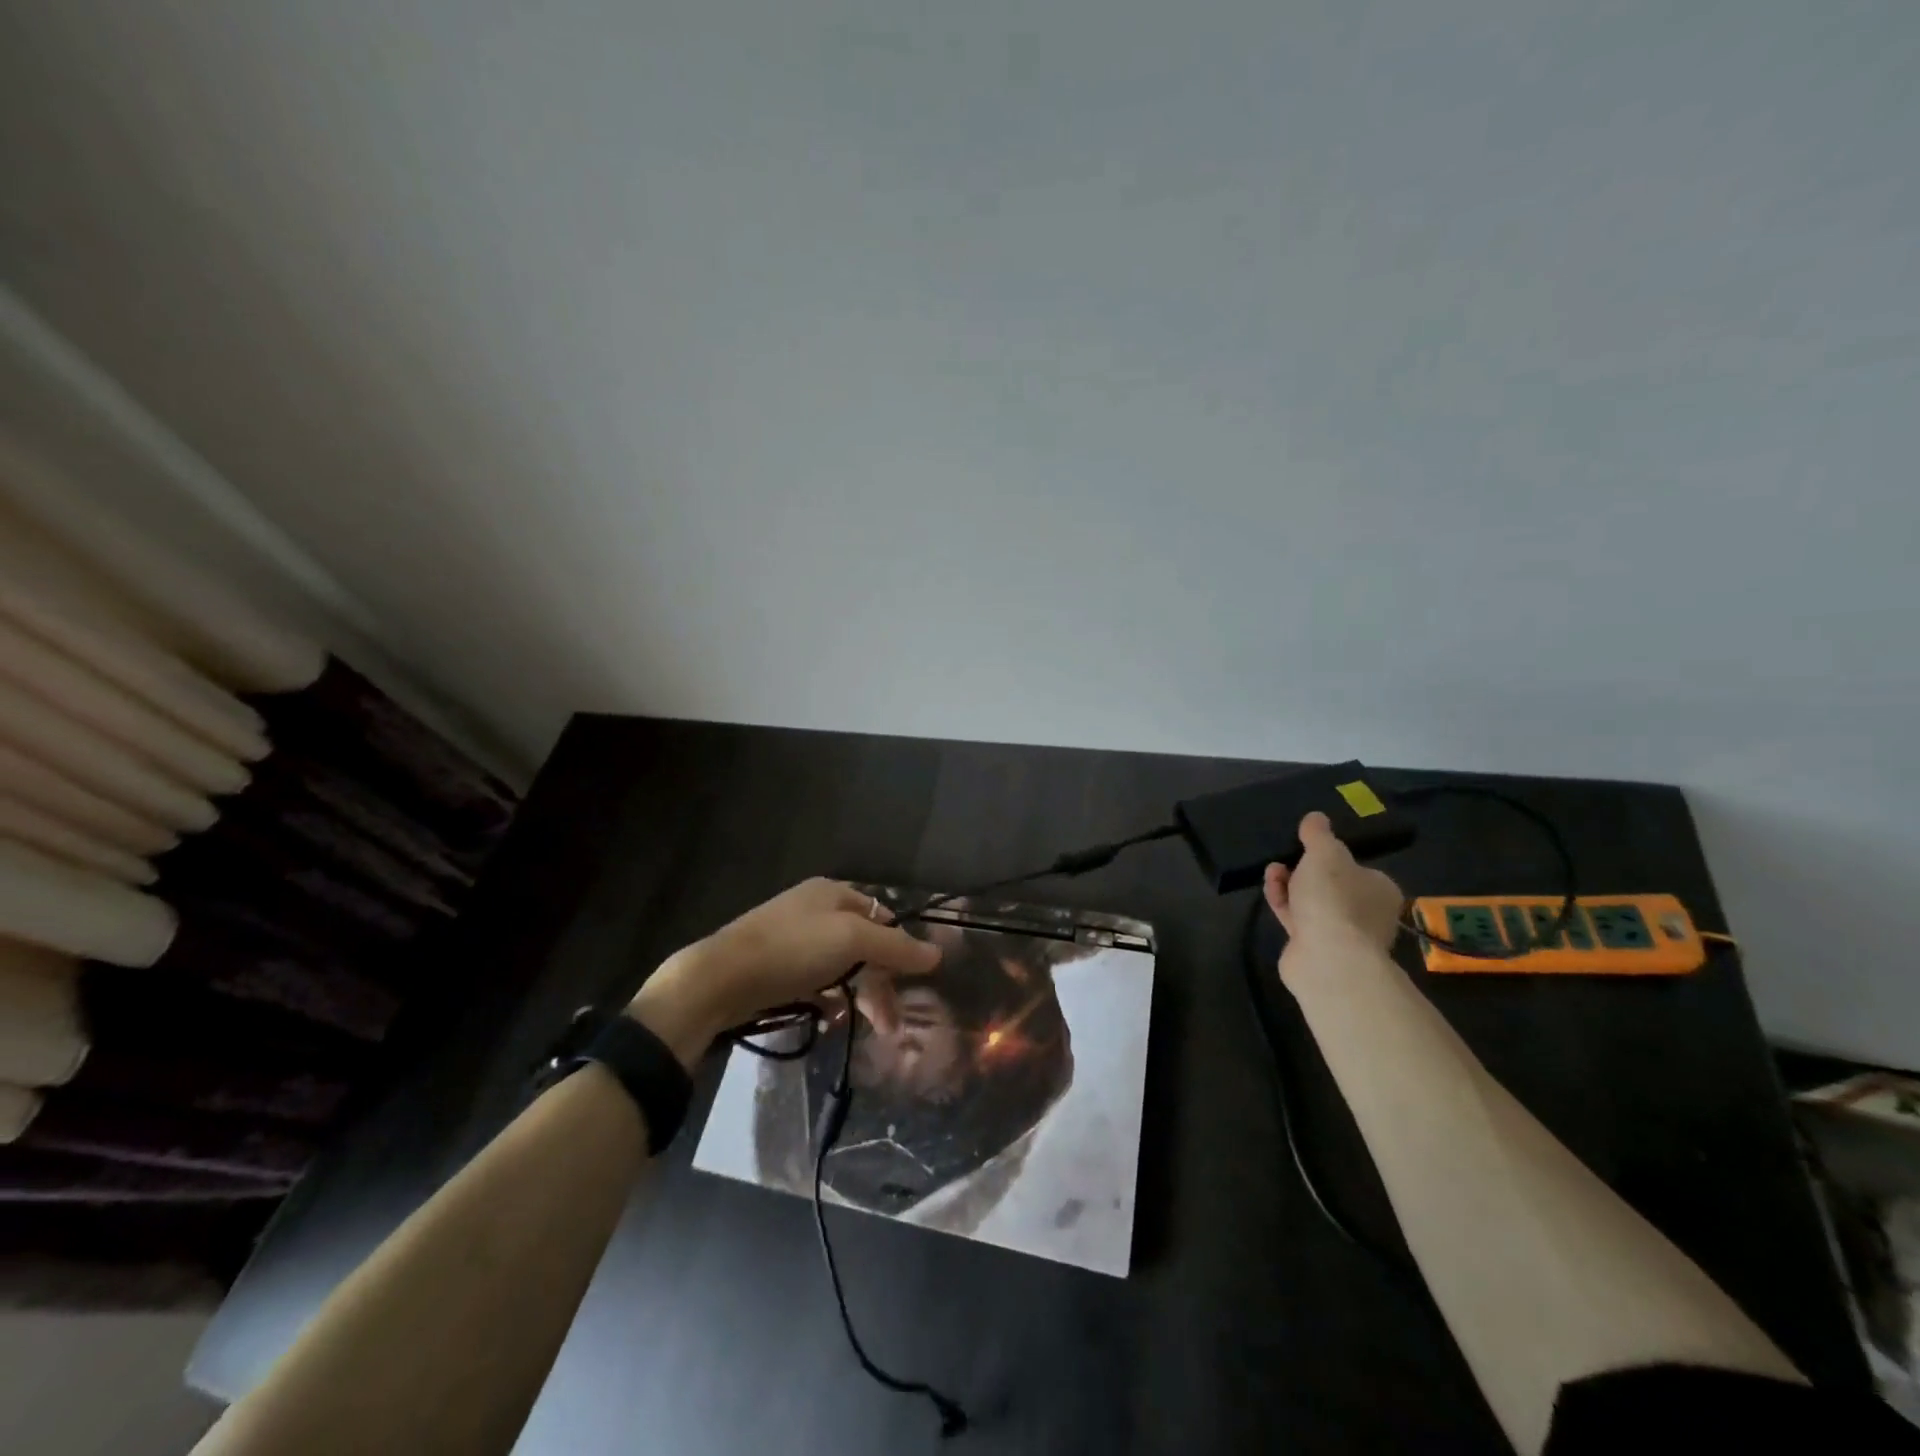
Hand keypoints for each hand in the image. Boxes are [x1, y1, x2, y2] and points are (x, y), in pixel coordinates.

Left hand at [628, 879, 941, 1065]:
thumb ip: (896, 947)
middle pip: (863, 945)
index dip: (900, 949)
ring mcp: (792, 938)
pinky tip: (830, 1021)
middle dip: (880, 983)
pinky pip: (815, 982)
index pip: (882, 917)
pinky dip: (828, 1000)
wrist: (718, 978)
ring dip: (856, 996)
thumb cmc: (792, 950)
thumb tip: (937, 954)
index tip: (911, 984)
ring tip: (863, 1027)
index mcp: (833, 893)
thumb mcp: (851, 942)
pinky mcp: (774, 967)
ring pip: (840, 967)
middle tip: (889, 1025)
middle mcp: (814, 910)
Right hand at [1263, 812, 1404, 979]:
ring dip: (1290, 884)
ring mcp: (1340, 934)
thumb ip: (1318, 835)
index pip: (1358, 868)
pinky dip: (1283, 902)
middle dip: (1306, 869)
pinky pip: (1296, 918)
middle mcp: (1366, 914)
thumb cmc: (1335, 898)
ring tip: (1272, 869)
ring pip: (1311, 902)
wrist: (1327, 957)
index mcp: (1380, 890)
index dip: (1332, 856)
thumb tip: (1316, 817)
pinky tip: (1270, 887)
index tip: (1308, 846)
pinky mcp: (1314, 948)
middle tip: (1287, 856)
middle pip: (1332, 886)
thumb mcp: (1325, 853)